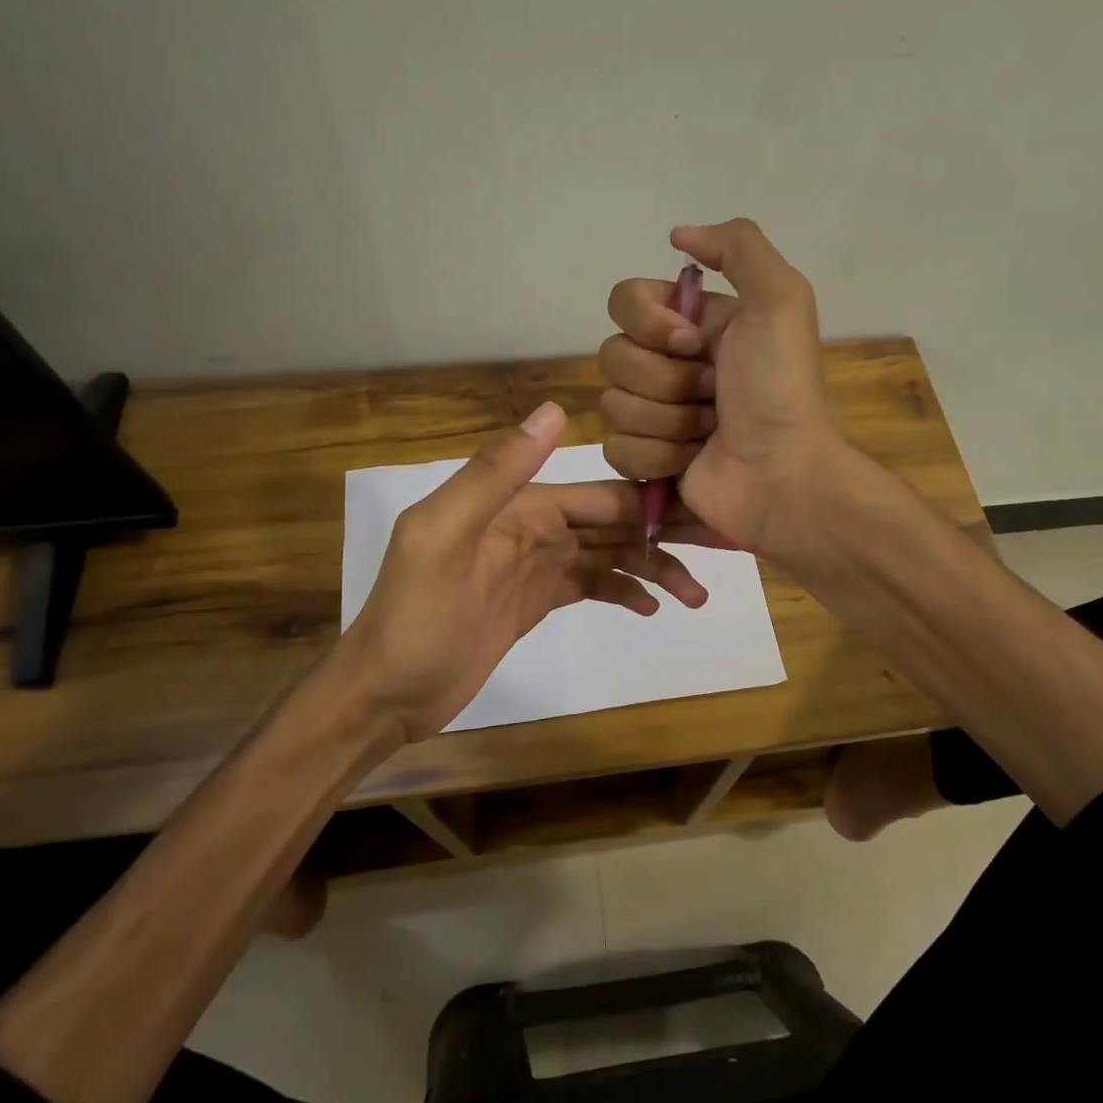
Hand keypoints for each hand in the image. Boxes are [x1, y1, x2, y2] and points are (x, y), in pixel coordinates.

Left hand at [334, 401, 707, 741]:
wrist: (385, 693)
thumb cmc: (416, 619)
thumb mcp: (444, 539)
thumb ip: (496, 474)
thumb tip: (557, 409)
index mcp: (517, 505)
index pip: (599, 495)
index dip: (650, 501)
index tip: (702, 513)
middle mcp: (532, 526)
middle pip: (612, 524)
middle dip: (663, 536)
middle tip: (717, 555)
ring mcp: (536, 565)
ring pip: (608, 555)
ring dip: (652, 568)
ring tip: (694, 595)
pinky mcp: (537, 600)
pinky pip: (592, 585)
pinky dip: (623, 590)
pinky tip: (652, 607)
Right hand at [600, 218, 840, 555]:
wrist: (782, 474)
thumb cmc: (780, 389)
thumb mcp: (781, 300)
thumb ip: (738, 247)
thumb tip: (677, 235)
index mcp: (693, 323)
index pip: (625, 300)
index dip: (649, 323)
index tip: (692, 342)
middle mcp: (668, 363)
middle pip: (613, 355)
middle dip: (666, 380)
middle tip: (713, 394)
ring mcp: (654, 414)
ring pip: (613, 404)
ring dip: (668, 421)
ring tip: (709, 431)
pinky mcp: (645, 459)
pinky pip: (616, 448)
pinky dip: (657, 456)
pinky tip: (691, 460)